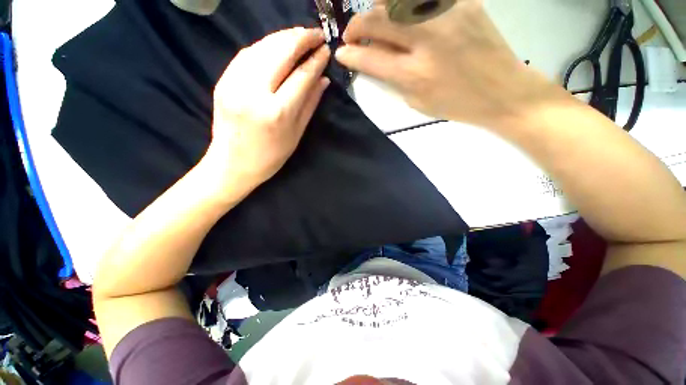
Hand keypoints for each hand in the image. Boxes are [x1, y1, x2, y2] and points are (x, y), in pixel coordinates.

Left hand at [205, 27, 330, 193]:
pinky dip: (264, 45)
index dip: (315, 60)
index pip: (301, 76)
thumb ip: (310, 104)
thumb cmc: (271, 156)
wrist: (233, 163)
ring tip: (300, 36)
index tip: (326, 49)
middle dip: (300, 38)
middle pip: (280, 52)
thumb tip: (323, 79)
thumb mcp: (296, 134)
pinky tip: (276, 46)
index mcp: (277, 112)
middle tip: (315, 34)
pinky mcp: (223, 80)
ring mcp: (234, 83)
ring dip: (283, 37)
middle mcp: (254, 92)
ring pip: (262, 47)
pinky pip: (246, 54)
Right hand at [335, 0, 554, 126]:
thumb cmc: (457, 104)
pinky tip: (402, 13)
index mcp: (415, 74)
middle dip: (357, 25)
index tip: (341, 53)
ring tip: (375, 19)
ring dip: (378, 7)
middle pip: (379, 20)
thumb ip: (394, 80)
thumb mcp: (418, 102)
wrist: (503, 91)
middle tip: (351, 34)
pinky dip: (404, 4)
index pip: (371, 58)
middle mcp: (428, 40)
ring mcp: (447, 15)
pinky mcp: (463, 1)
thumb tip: (375, 60)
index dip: (351, 55)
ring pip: (397, 0)